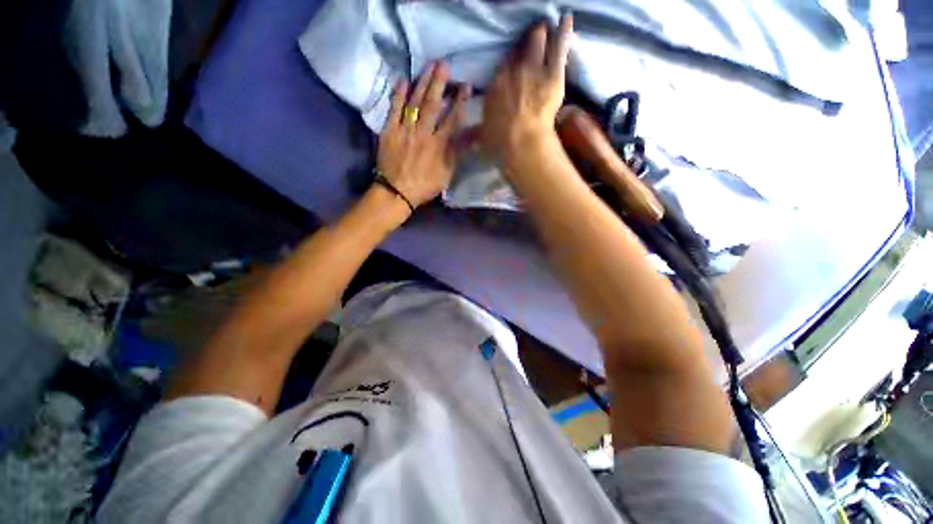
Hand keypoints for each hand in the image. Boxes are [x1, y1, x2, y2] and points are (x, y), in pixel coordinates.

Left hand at [377, 62, 469, 208]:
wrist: (397, 192)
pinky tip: (403, 80)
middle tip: (444, 65)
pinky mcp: (389, 131)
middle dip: (439, 83)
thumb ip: (459, 153)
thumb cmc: (425, 185)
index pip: (452, 120)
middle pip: (432, 105)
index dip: (460, 102)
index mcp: (439, 146)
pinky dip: (398, 94)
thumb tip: (475, 137)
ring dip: (422, 83)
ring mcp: (405, 130)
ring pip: (414, 102)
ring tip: (429, 66)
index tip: (466, 86)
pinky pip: (394, 109)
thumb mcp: (447, 174)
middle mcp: (423, 133)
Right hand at [483, 14, 572, 163]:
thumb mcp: (482, 138)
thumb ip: (474, 132)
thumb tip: (465, 135)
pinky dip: (563, 32)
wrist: (522, 144)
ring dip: (540, 35)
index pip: (502, 67)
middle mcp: (512, 72)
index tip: (512, 66)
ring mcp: (533, 68)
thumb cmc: (501, 144)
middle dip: (523, 46)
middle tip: (529, 46)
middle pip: (518, 50)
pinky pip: (559, 46)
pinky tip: (566, 20)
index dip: (508, 64)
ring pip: (537, 41)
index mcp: (495, 86)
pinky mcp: (553, 73)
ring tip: (545, 30)